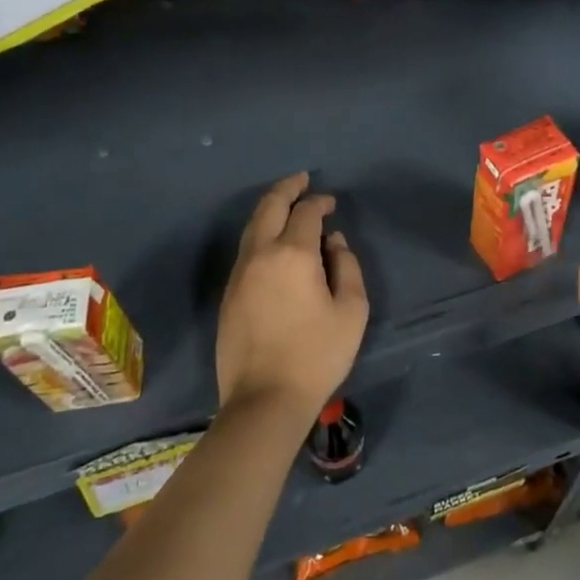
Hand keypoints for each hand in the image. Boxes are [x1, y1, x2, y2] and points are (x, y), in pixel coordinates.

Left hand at [215, 172, 368, 427]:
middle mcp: (261, 254)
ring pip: (252, 225)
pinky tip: (273, 239)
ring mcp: (239, 273)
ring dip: (270, 208)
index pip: (306, 212)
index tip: (331, 204)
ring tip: (287, 203)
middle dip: (287, 188)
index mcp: (293, 254)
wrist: (264, 399)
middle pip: (270, 206)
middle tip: (302, 180)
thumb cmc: (316, 355)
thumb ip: (347, 267)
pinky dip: (261, 231)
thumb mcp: (351, 311)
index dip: (320, 202)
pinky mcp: (229, 292)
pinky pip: (246, 248)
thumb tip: (335, 242)